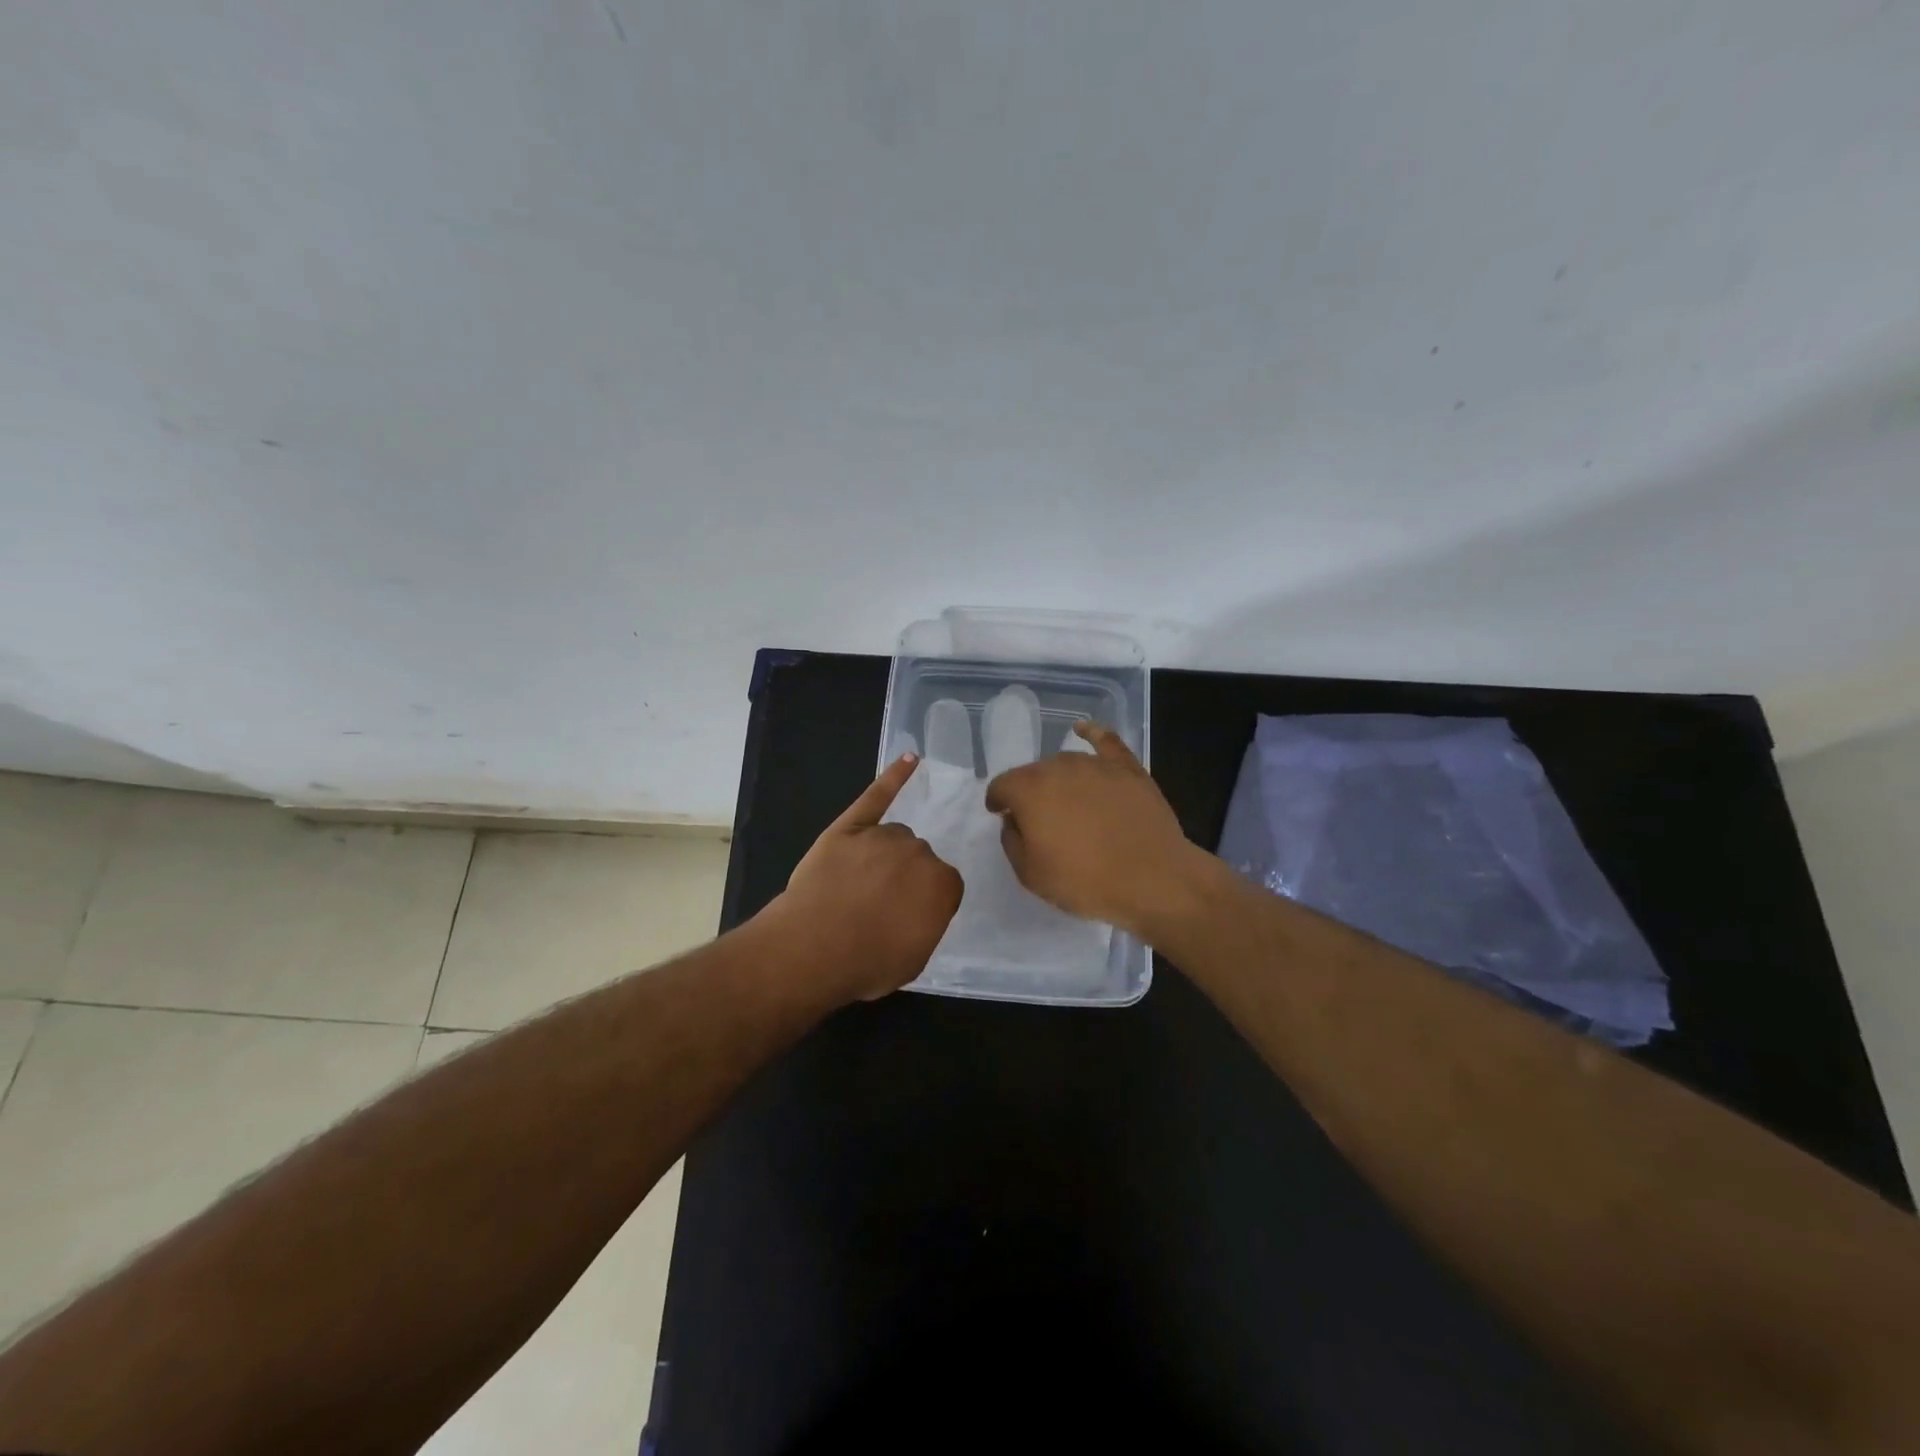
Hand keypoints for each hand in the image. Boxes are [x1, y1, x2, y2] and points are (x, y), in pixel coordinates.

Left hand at [772, 753, 962, 1001]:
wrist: (813, 948)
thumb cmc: (867, 962)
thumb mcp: (914, 958)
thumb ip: (927, 924)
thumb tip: (920, 909)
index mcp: (942, 884)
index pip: (943, 886)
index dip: (922, 903)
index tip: (905, 919)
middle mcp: (920, 852)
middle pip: (917, 858)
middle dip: (903, 878)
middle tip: (878, 906)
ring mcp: (883, 835)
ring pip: (893, 837)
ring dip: (884, 854)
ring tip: (858, 884)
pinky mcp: (851, 825)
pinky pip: (877, 796)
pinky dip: (894, 777)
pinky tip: (909, 760)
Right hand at [985, 722, 1199, 937]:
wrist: (1153, 879)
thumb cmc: (1085, 881)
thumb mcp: (1031, 874)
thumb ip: (1012, 841)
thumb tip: (1014, 820)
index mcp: (1029, 790)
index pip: (1001, 786)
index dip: (998, 801)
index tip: (1002, 816)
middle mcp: (1058, 767)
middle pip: (1033, 773)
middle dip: (1029, 792)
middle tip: (1040, 820)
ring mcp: (1096, 764)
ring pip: (1065, 763)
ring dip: (1058, 778)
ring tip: (1067, 803)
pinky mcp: (1128, 768)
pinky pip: (1105, 741)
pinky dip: (1092, 734)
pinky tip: (1084, 729)